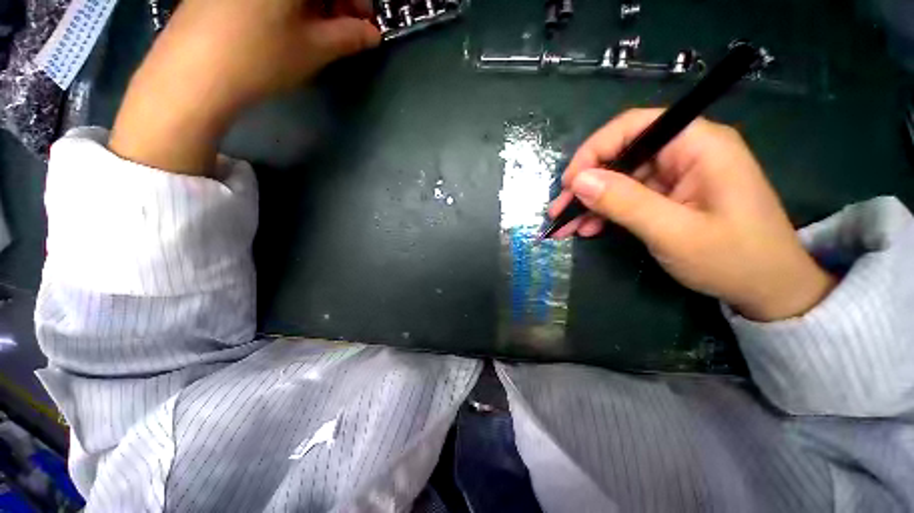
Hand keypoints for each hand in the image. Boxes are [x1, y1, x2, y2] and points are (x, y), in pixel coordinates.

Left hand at [109, 0, 380, 174]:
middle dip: (335, 3)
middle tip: (345, 30)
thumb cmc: (262, 57)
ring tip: (320, 31)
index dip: (357, 1)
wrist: (195, 72)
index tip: (365, 24)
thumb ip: (350, 37)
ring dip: (313, 4)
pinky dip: (286, 3)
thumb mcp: (315, 49)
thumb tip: (372, 34)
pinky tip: (289, 23)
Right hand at [549, 108, 834, 320]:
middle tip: (559, 211)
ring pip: (619, 179)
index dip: (594, 150)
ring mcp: (676, 176)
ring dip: (590, 202)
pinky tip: (588, 229)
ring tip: (566, 226)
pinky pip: (628, 197)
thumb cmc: (733, 259)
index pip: (633, 126)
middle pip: (621, 155)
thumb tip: (579, 180)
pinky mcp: (669, 196)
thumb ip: (625, 202)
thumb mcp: (674, 232)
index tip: (570, 183)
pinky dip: (604, 213)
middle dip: (586, 184)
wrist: (768, 290)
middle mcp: (685, 152)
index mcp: (697, 145)